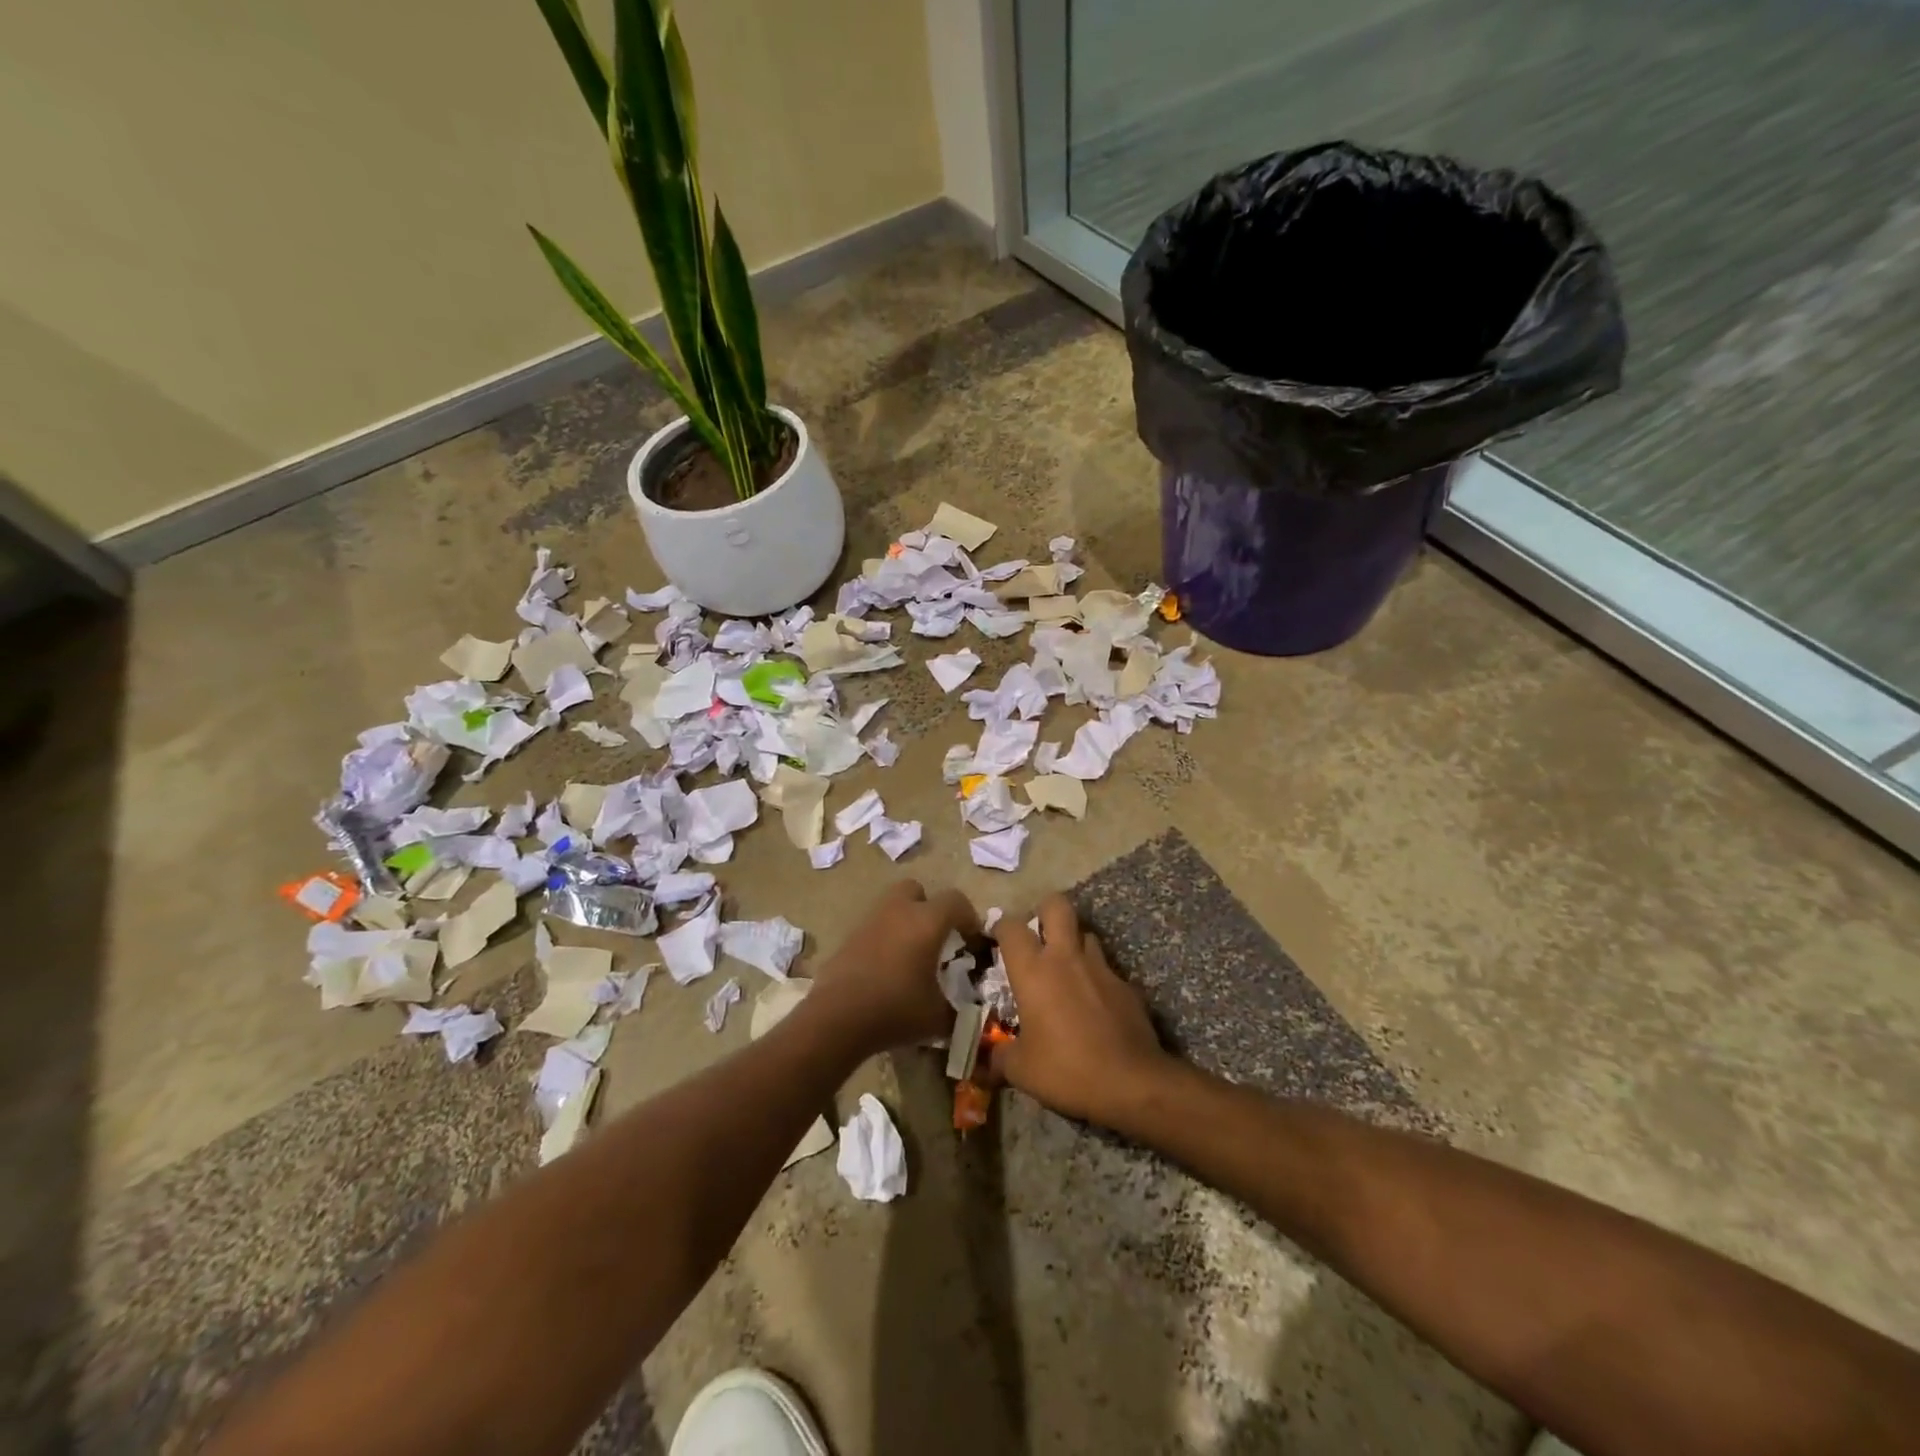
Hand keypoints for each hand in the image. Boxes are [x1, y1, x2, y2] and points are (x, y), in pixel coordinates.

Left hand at [808, 879, 981, 1054]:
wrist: (837, 1019)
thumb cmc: (895, 1010)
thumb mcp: (937, 1018)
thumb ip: (957, 1010)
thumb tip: (965, 1012)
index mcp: (926, 922)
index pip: (956, 901)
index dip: (969, 917)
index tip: (972, 941)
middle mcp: (898, 911)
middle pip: (916, 890)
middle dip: (929, 907)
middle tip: (936, 937)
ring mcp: (869, 922)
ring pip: (891, 906)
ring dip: (904, 922)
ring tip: (911, 955)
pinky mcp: (848, 938)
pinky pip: (874, 928)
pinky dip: (884, 939)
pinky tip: (886, 969)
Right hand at [988, 895, 1169, 1127]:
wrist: (1131, 1082)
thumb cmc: (1066, 1069)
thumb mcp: (1021, 1071)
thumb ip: (1000, 1058)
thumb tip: (986, 1062)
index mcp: (1033, 971)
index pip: (1011, 927)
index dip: (1001, 927)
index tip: (996, 938)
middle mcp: (1066, 957)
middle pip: (1056, 906)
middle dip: (1044, 911)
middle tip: (1037, 934)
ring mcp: (1101, 967)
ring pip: (1086, 934)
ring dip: (1073, 944)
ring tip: (1066, 969)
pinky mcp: (1126, 985)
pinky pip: (1106, 968)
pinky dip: (1096, 978)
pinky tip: (1094, 1002)